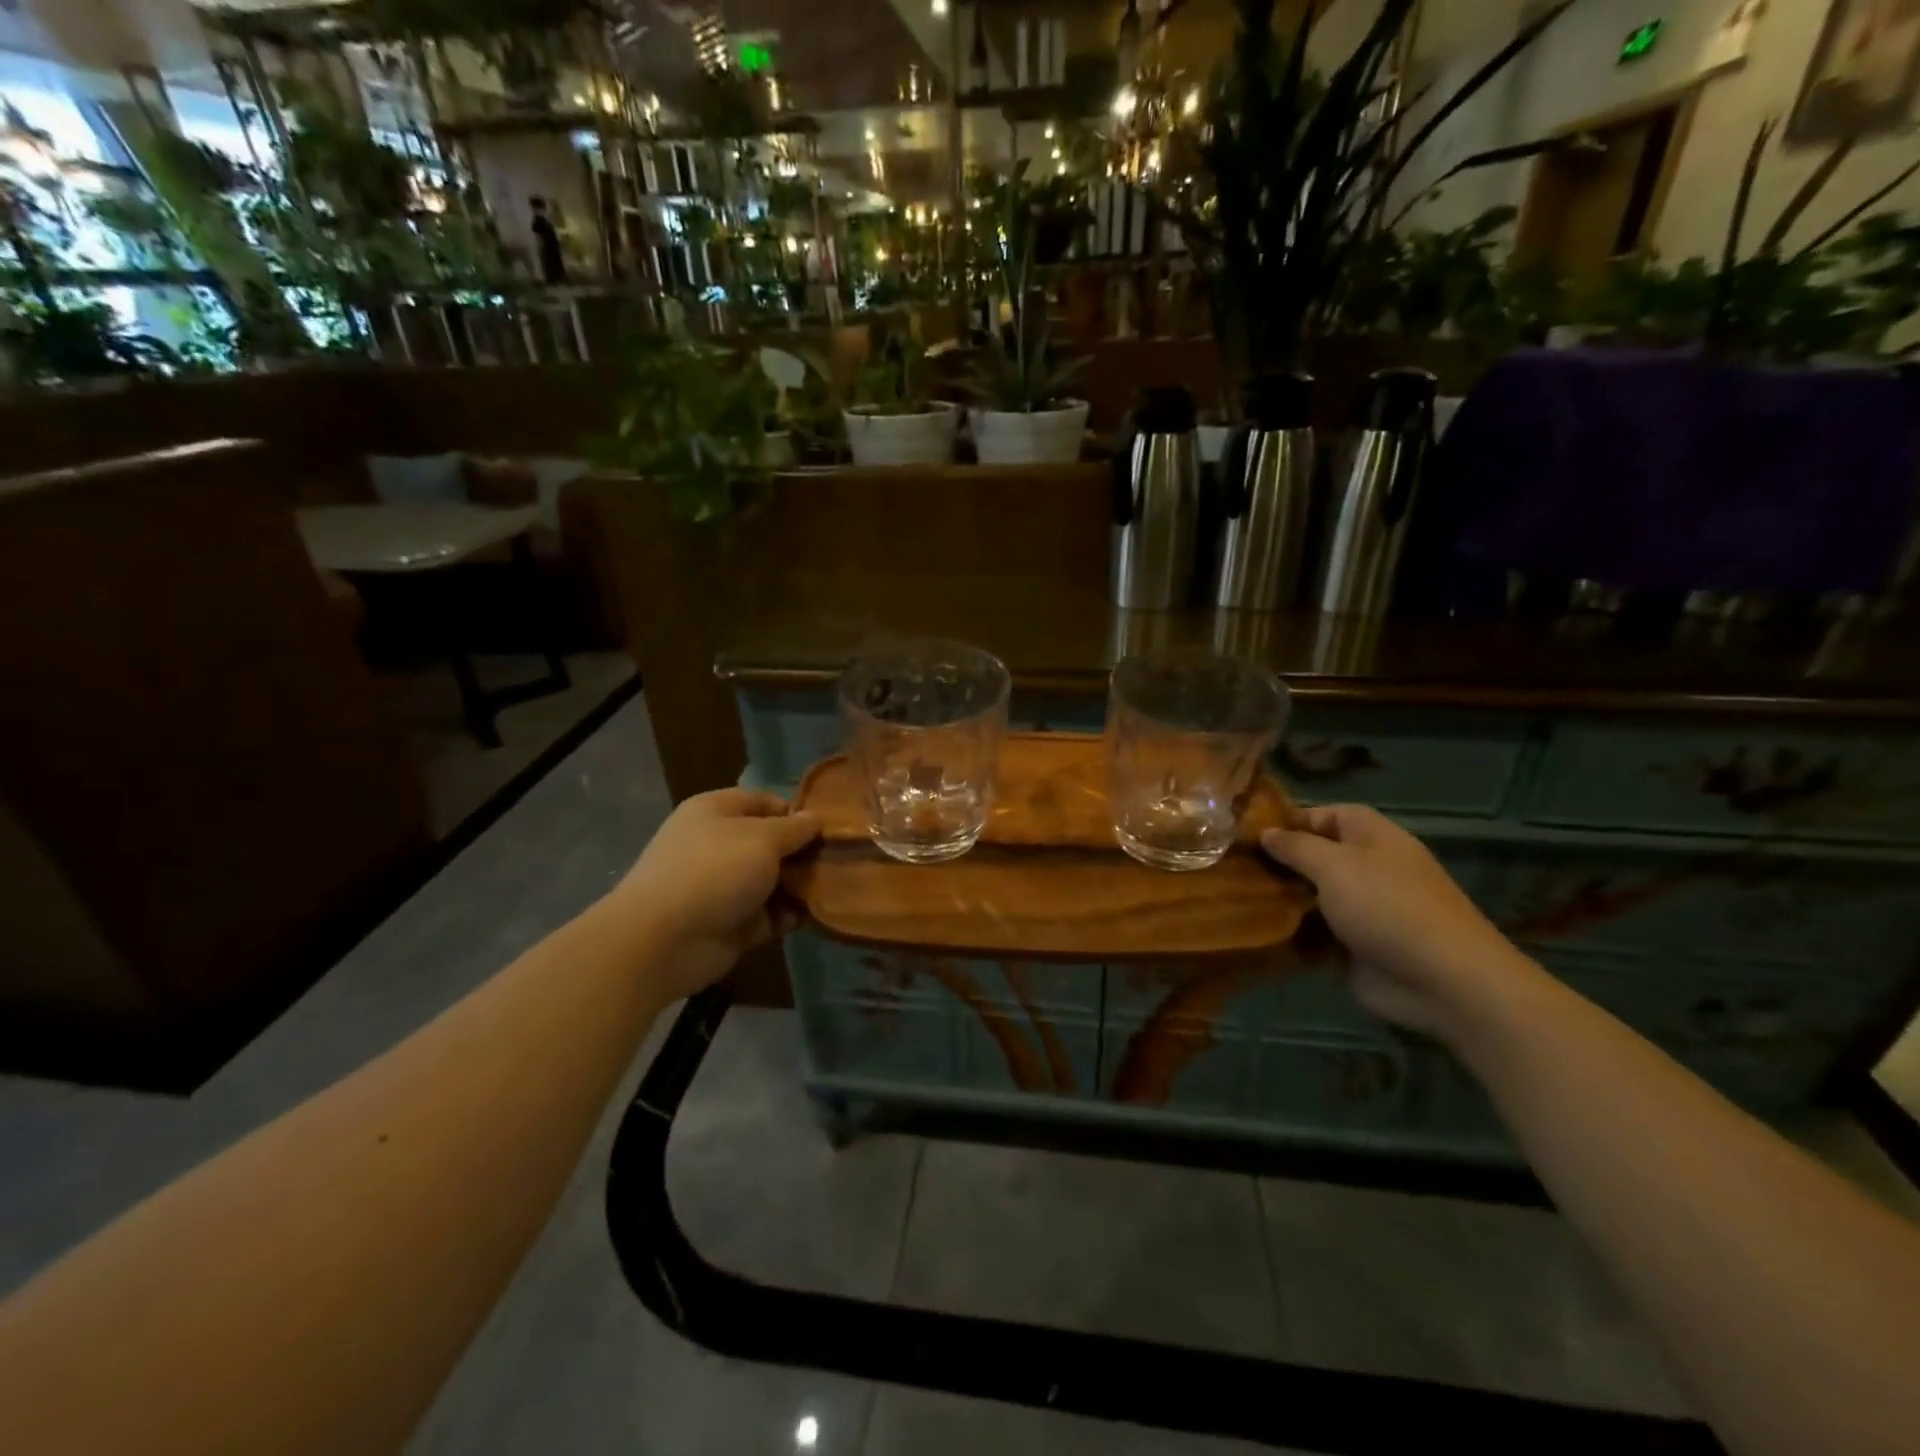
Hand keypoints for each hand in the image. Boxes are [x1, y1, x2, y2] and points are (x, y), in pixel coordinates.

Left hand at [603, 788, 820, 1002]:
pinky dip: (791, 915)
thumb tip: (815, 818)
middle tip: (841, 858)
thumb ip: (795, 828)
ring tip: (838, 886)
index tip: (829, 827)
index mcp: (717, 812)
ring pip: (774, 880)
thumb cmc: (714, 871)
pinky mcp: (733, 923)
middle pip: (772, 842)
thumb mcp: (762, 838)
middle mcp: (720, 845)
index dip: (797, 811)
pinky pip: (770, 914)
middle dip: (805, 851)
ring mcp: (725, 886)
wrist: (663, 941)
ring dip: (802, 885)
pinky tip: (819, 914)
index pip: (765, 801)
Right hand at [1261, 804, 1533, 1042]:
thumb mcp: (1335, 865)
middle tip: (1231, 865)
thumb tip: (1266, 832)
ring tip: (1234, 897)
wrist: (1443, 982)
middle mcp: (1367, 869)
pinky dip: (1290, 933)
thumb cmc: (1388, 907)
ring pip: (1310, 896)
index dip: (1289, 819)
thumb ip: (1296, 846)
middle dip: (1277, 862)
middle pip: (1314, 857)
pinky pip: (1314, 933)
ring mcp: (1361, 910)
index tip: (1248, 832)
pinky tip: (1253, 930)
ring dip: (1279, 899)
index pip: (1325, 815)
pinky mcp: (1354, 947)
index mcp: (1372, 838)